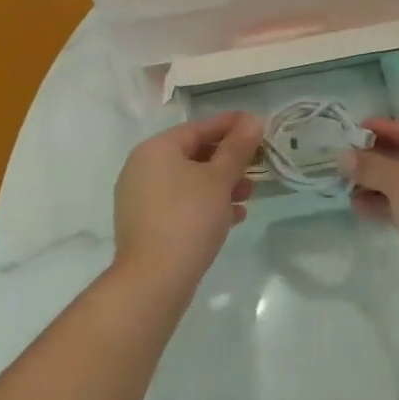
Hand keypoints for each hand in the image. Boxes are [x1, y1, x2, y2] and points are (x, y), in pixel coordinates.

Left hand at [113, 112, 262, 295]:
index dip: (230, 125)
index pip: (198, 128)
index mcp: (156, 149)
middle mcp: (142, 168)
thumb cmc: (189, 218)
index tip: (257, 124)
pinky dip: (206, 206)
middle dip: (228, 161)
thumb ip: (237, 148)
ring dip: (220, 186)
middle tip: (256, 166)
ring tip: (248, 197)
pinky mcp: (146, 224)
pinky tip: (232, 218)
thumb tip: (252, 120)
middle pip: (193, 155)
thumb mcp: (219, 179)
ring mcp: (141, 198)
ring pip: (188, 182)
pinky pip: (181, 205)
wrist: (154, 279)